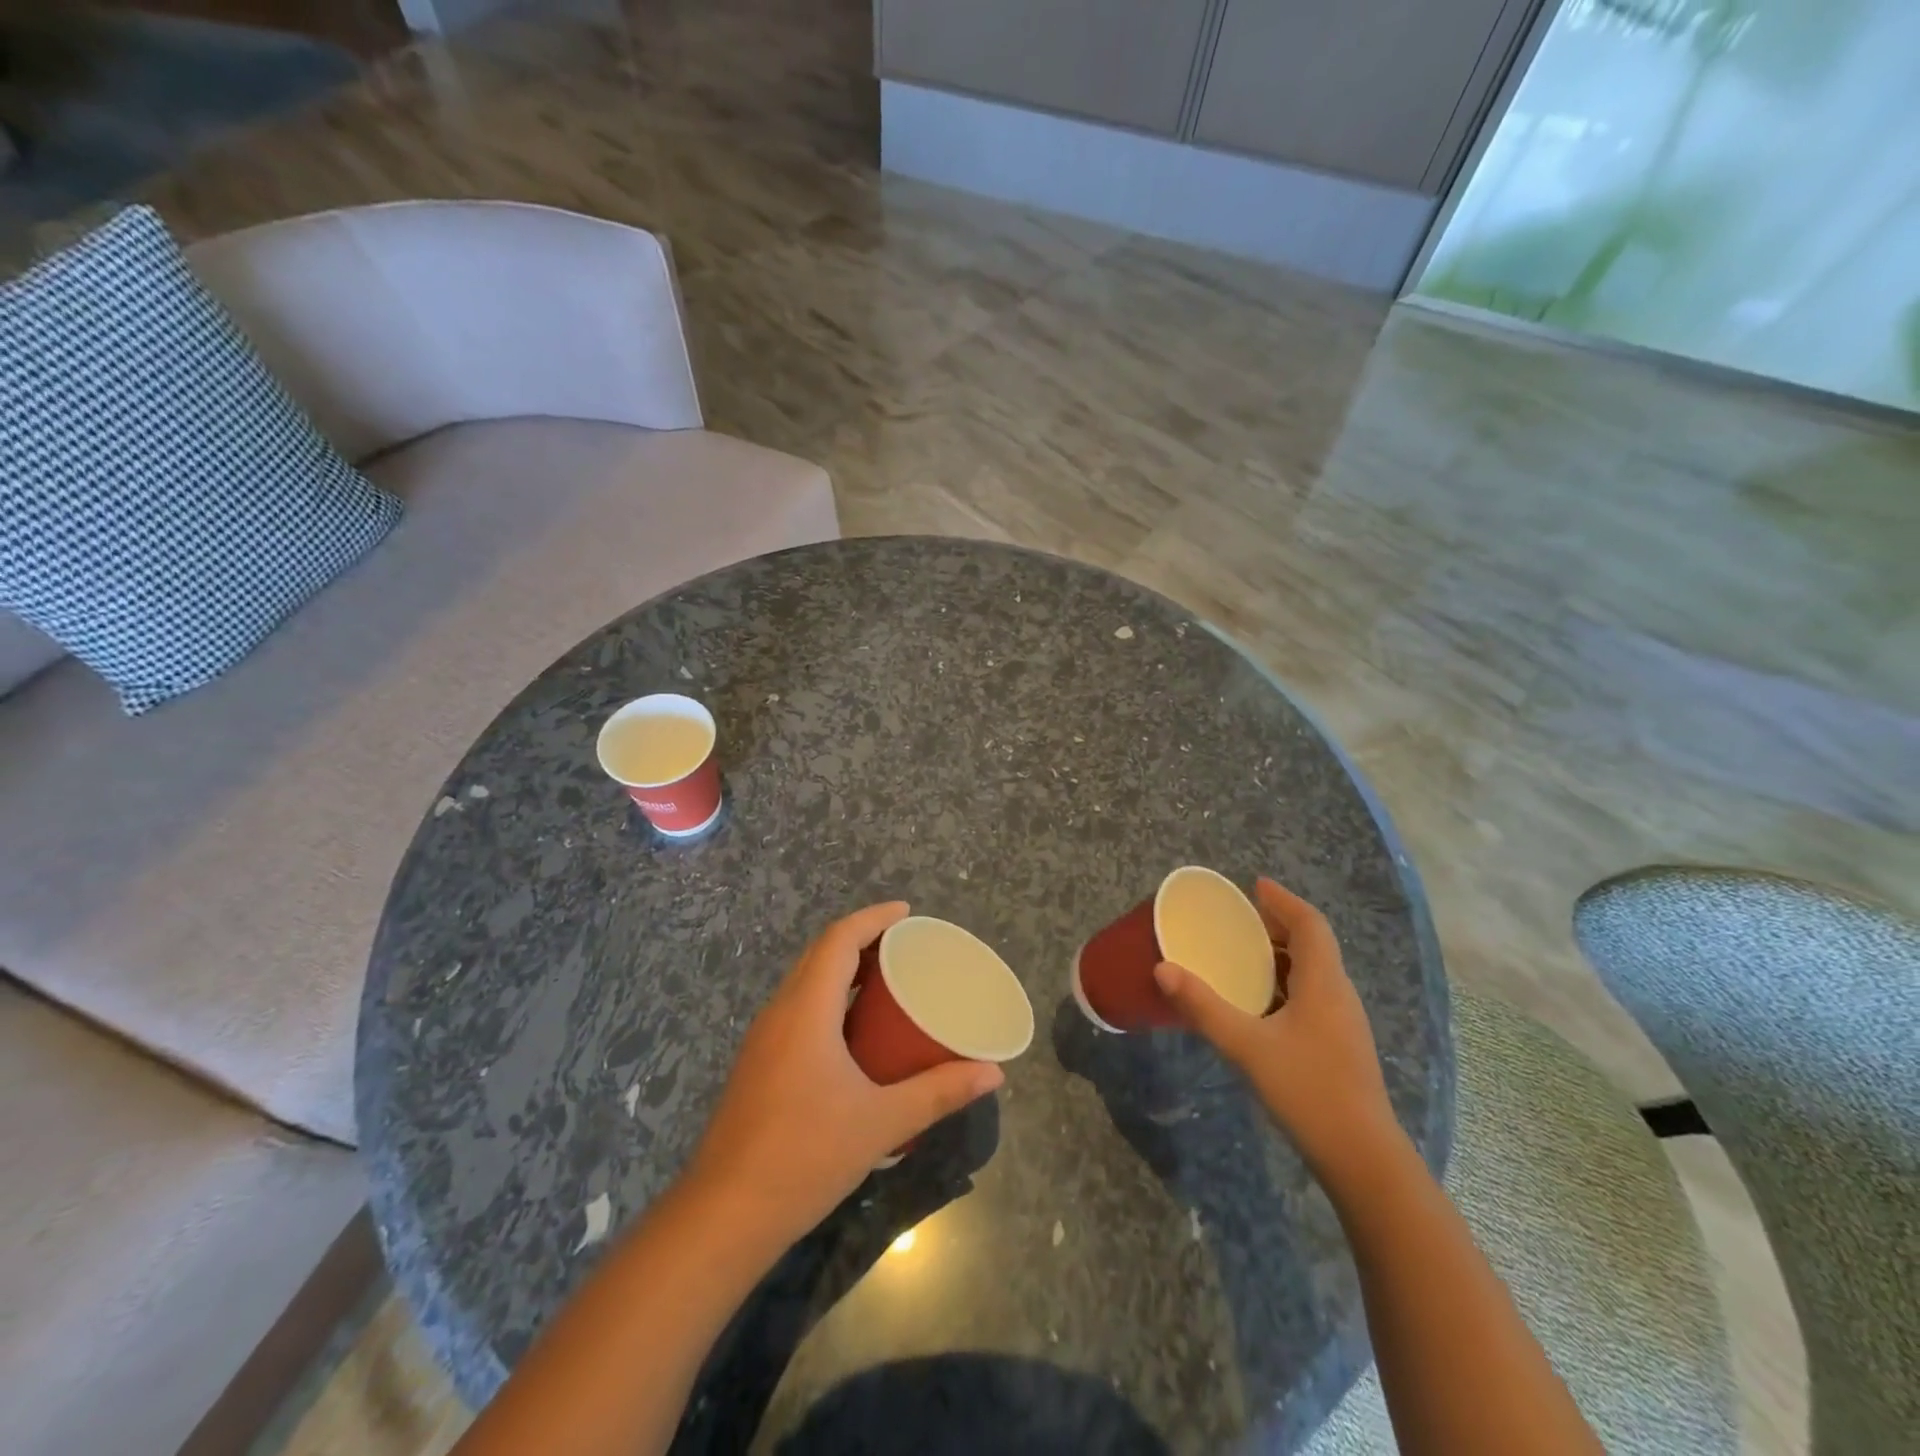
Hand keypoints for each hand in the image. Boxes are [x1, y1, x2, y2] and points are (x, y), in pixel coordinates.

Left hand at [684, 902, 1003, 1249]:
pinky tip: (853, 1030)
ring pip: (805, 982)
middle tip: (906, 945)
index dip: (874, 917)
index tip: (908, 913)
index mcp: (806, 1009)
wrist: (724, 1216)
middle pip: (820, 954)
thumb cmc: (805, 1156)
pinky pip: (797, 1008)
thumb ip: (939, 1092)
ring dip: (842, 969)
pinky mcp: (758, 1064)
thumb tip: (993, 1073)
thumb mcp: (881, 1122)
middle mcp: (780, 1012)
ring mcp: (763, 1039)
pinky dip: (828, 998)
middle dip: (862, 939)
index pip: (839, 939)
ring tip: (886, 979)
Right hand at [1153, 878, 1398, 1176]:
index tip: (1255, 886)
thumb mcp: (1247, 1046)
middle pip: (1313, 944)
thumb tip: (1162, 969)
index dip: (1284, 901)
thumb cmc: (1308, 1091)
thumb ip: (1204, 1007)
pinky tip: (1259, 1005)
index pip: (1310, 924)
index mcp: (1324, 983)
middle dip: (1278, 926)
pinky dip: (1285, 984)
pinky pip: (1311, 996)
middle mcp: (1338, 995)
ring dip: (1281, 956)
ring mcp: (1343, 1023)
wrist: (1362, 1158)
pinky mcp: (1340, 1046)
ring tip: (1242, 957)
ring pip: (1313, 972)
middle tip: (1239, 921)